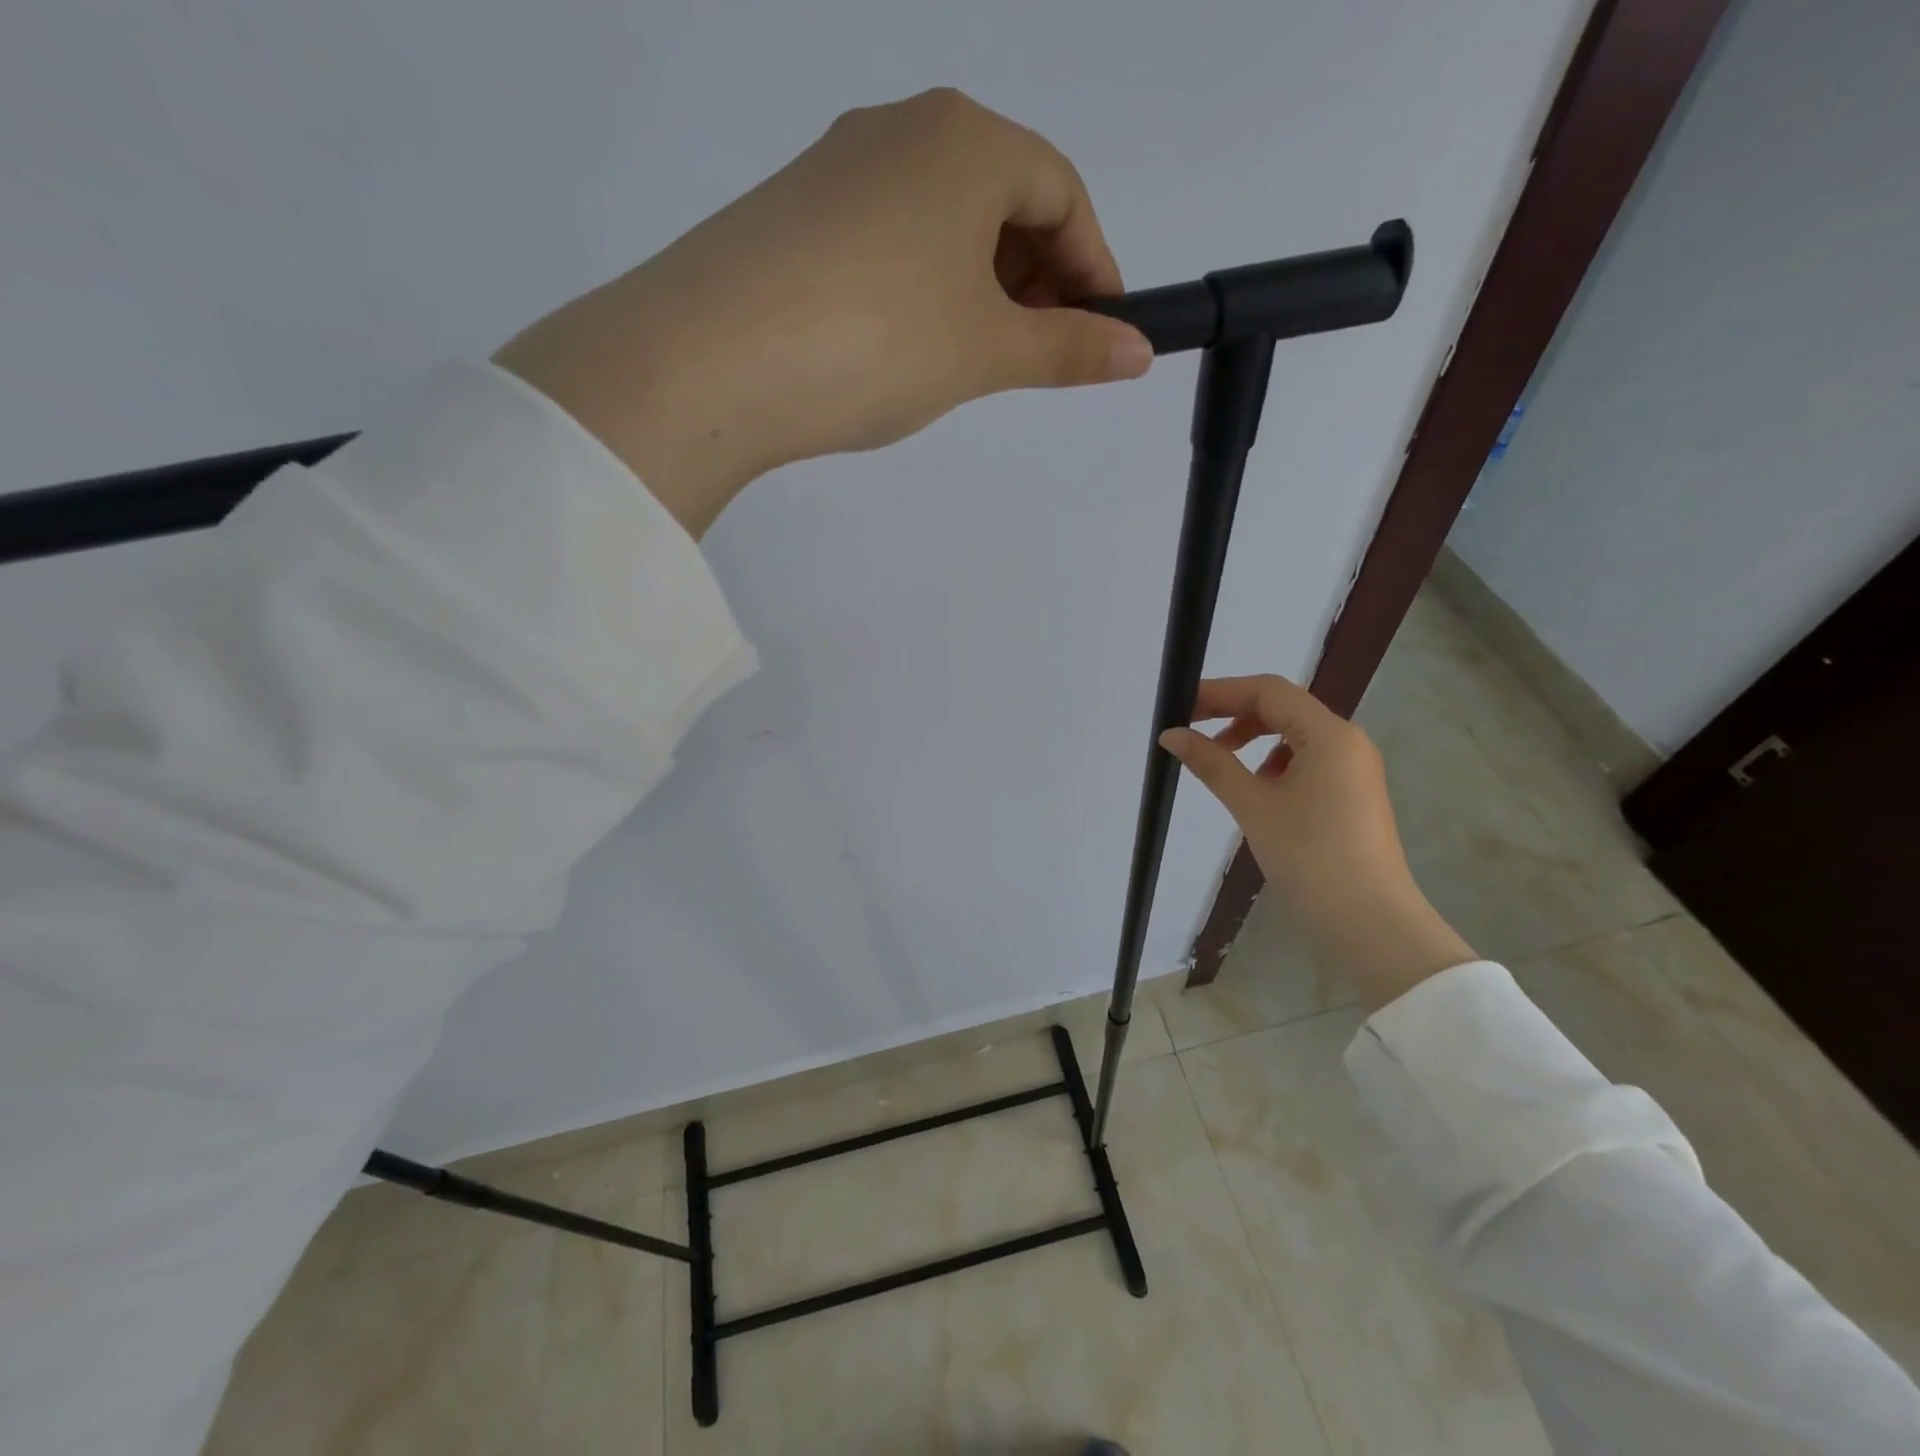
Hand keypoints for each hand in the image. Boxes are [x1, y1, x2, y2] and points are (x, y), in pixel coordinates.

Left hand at [494, 88, 1152, 537]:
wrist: (712, 359)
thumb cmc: (878, 339)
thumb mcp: (986, 351)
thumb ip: (1068, 350)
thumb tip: (1136, 354)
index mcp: (966, 140)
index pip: (1063, 193)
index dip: (1095, 269)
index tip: (1104, 335)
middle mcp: (902, 130)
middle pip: (1002, 199)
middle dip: (1038, 279)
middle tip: (1040, 354)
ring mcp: (839, 168)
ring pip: (942, 223)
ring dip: (979, 287)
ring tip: (977, 360)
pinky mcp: (795, 214)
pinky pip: (888, 241)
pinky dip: (923, 288)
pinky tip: (910, 344)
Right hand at [1160, 675, 1475, 1011]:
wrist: (1369, 922)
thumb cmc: (1309, 857)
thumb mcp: (1253, 805)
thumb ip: (1211, 763)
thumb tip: (1171, 735)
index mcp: (1329, 734)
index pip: (1268, 691)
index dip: (1220, 692)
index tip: (1181, 706)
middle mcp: (1347, 741)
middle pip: (1283, 708)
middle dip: (1234, 713)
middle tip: (1191, 731)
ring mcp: (1354, 768)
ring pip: (1295, 734)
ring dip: (1253, 737)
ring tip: (1219, 761)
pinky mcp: (1352, 793)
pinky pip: (1308, 759)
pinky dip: (1274, 761)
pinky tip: (1256, 788)